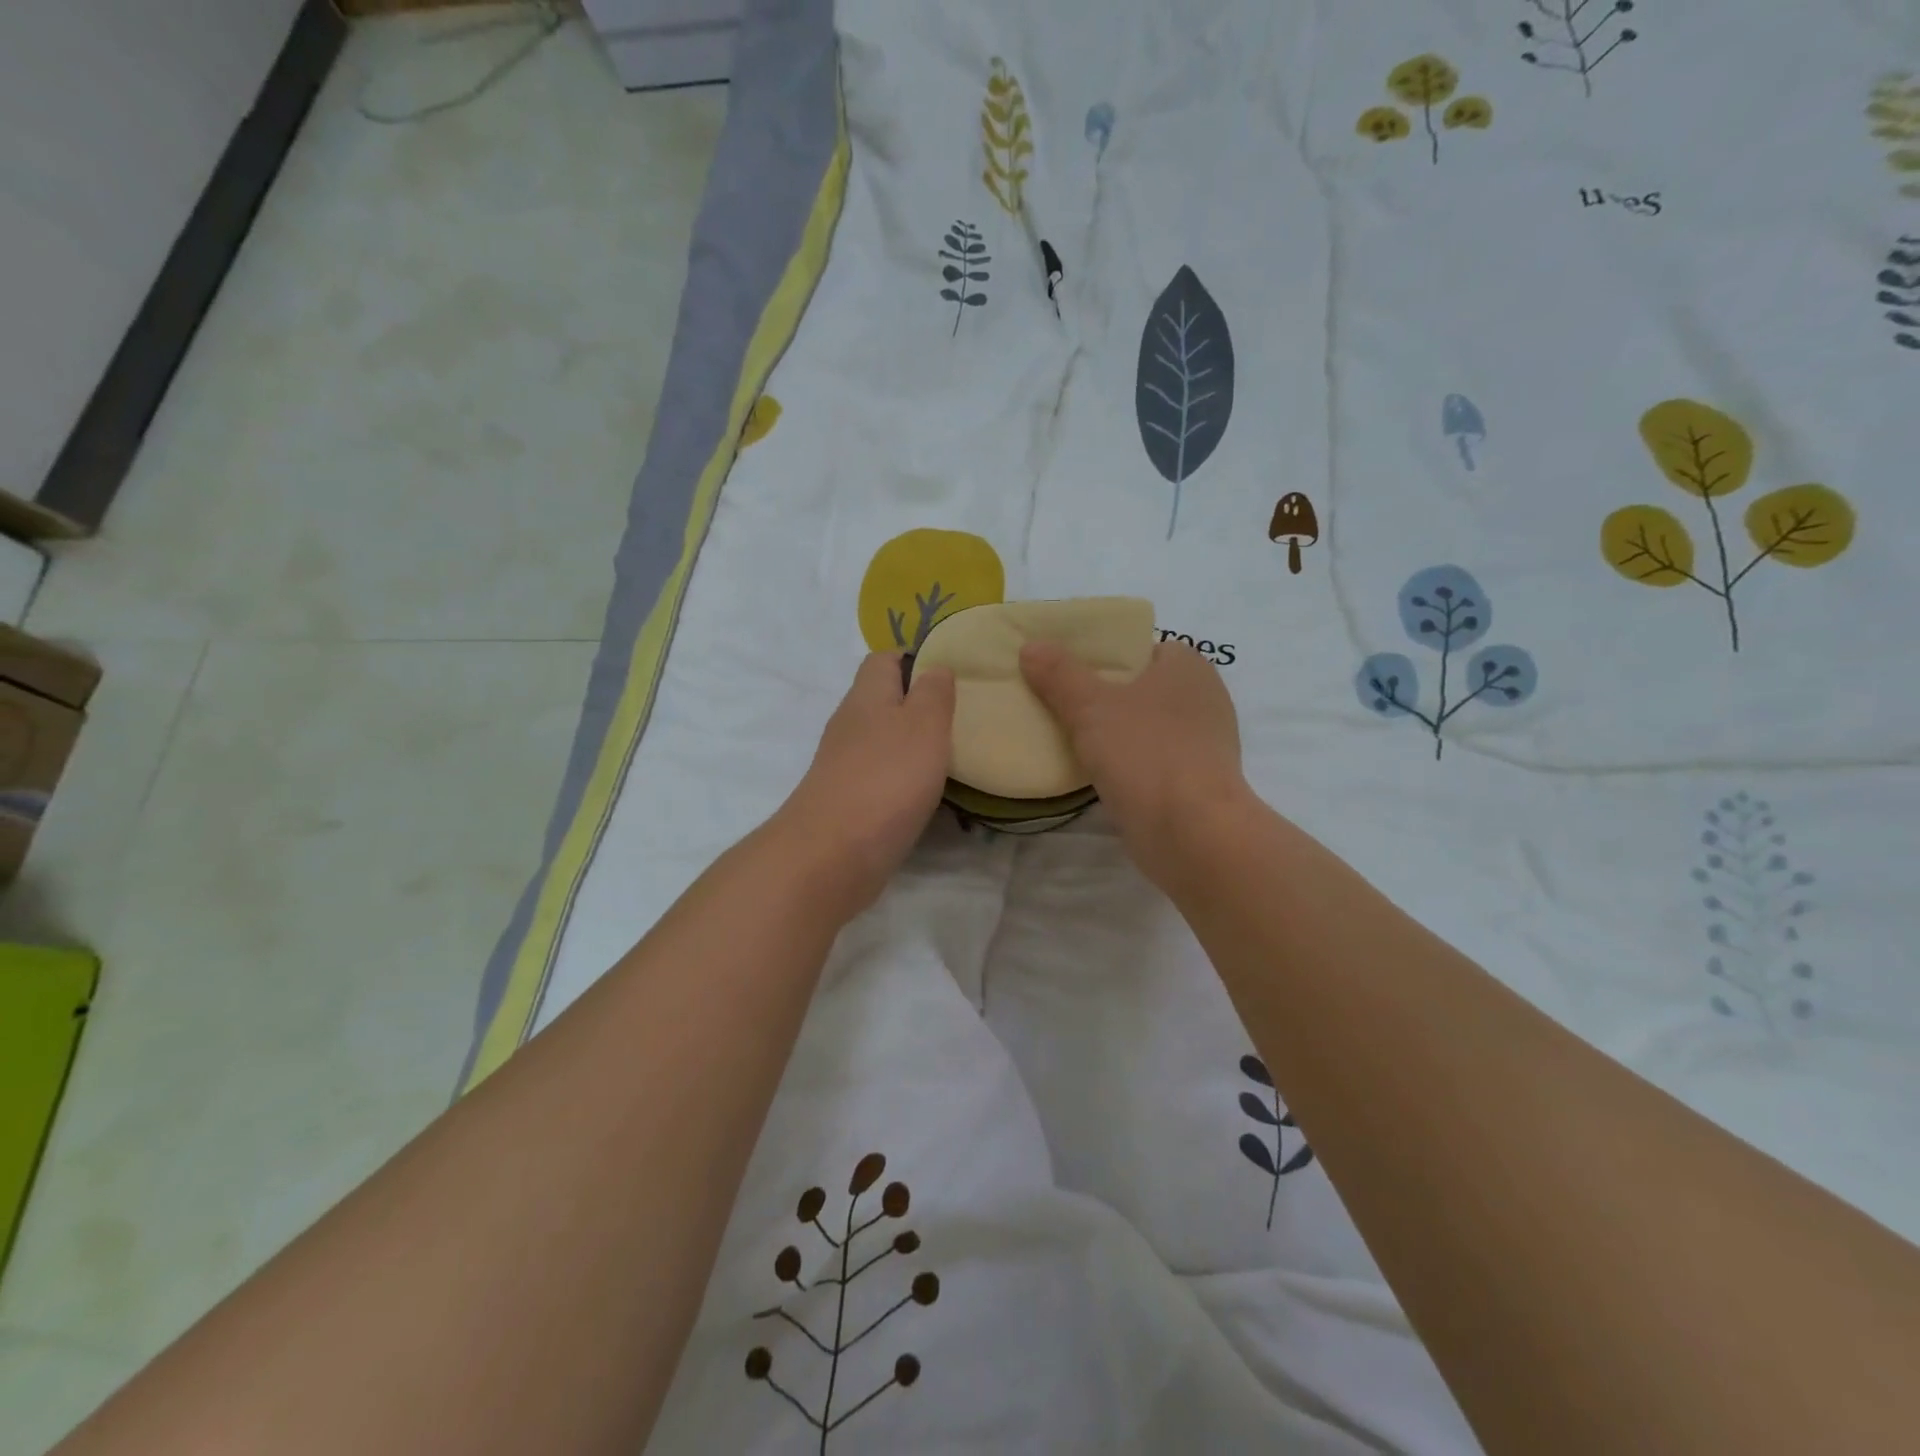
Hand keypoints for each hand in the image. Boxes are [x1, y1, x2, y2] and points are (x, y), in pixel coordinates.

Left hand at [778, 653, 955, 916]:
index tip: (952, 676)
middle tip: (963, 719)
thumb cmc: (886, 779)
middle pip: (885, 701)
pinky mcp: (848, 801)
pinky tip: (931, 794)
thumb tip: (936, 667)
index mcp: (867, 696)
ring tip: (956, 756)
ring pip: (885, 741)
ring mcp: (846, 765)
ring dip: (915, 747)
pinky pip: (882, 778)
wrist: (833, 855)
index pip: (884, 658)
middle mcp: (851, 724)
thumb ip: (934, 692)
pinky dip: (906, 781)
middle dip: (921, 707)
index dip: (916, 659)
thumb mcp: (924, 724)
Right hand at [1019, 639, 1250, 889]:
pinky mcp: (1197, 783)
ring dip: (1115, 735)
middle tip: (1060, 704)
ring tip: (1069, 738)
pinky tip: (1097, 773)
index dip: (1104, 657)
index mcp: (1188, 667)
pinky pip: (1153, 762)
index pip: (1140, 649)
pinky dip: (1129, 765)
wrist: (1191, 832)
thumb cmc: (1145, 752)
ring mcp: (1204, 745)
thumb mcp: (1090, 705)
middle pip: (1141, 689)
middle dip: (1104, 697)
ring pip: (1146, 728)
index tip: (1068, 672)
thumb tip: (1031, 646)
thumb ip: (1059, 674)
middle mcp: (1204, 699)